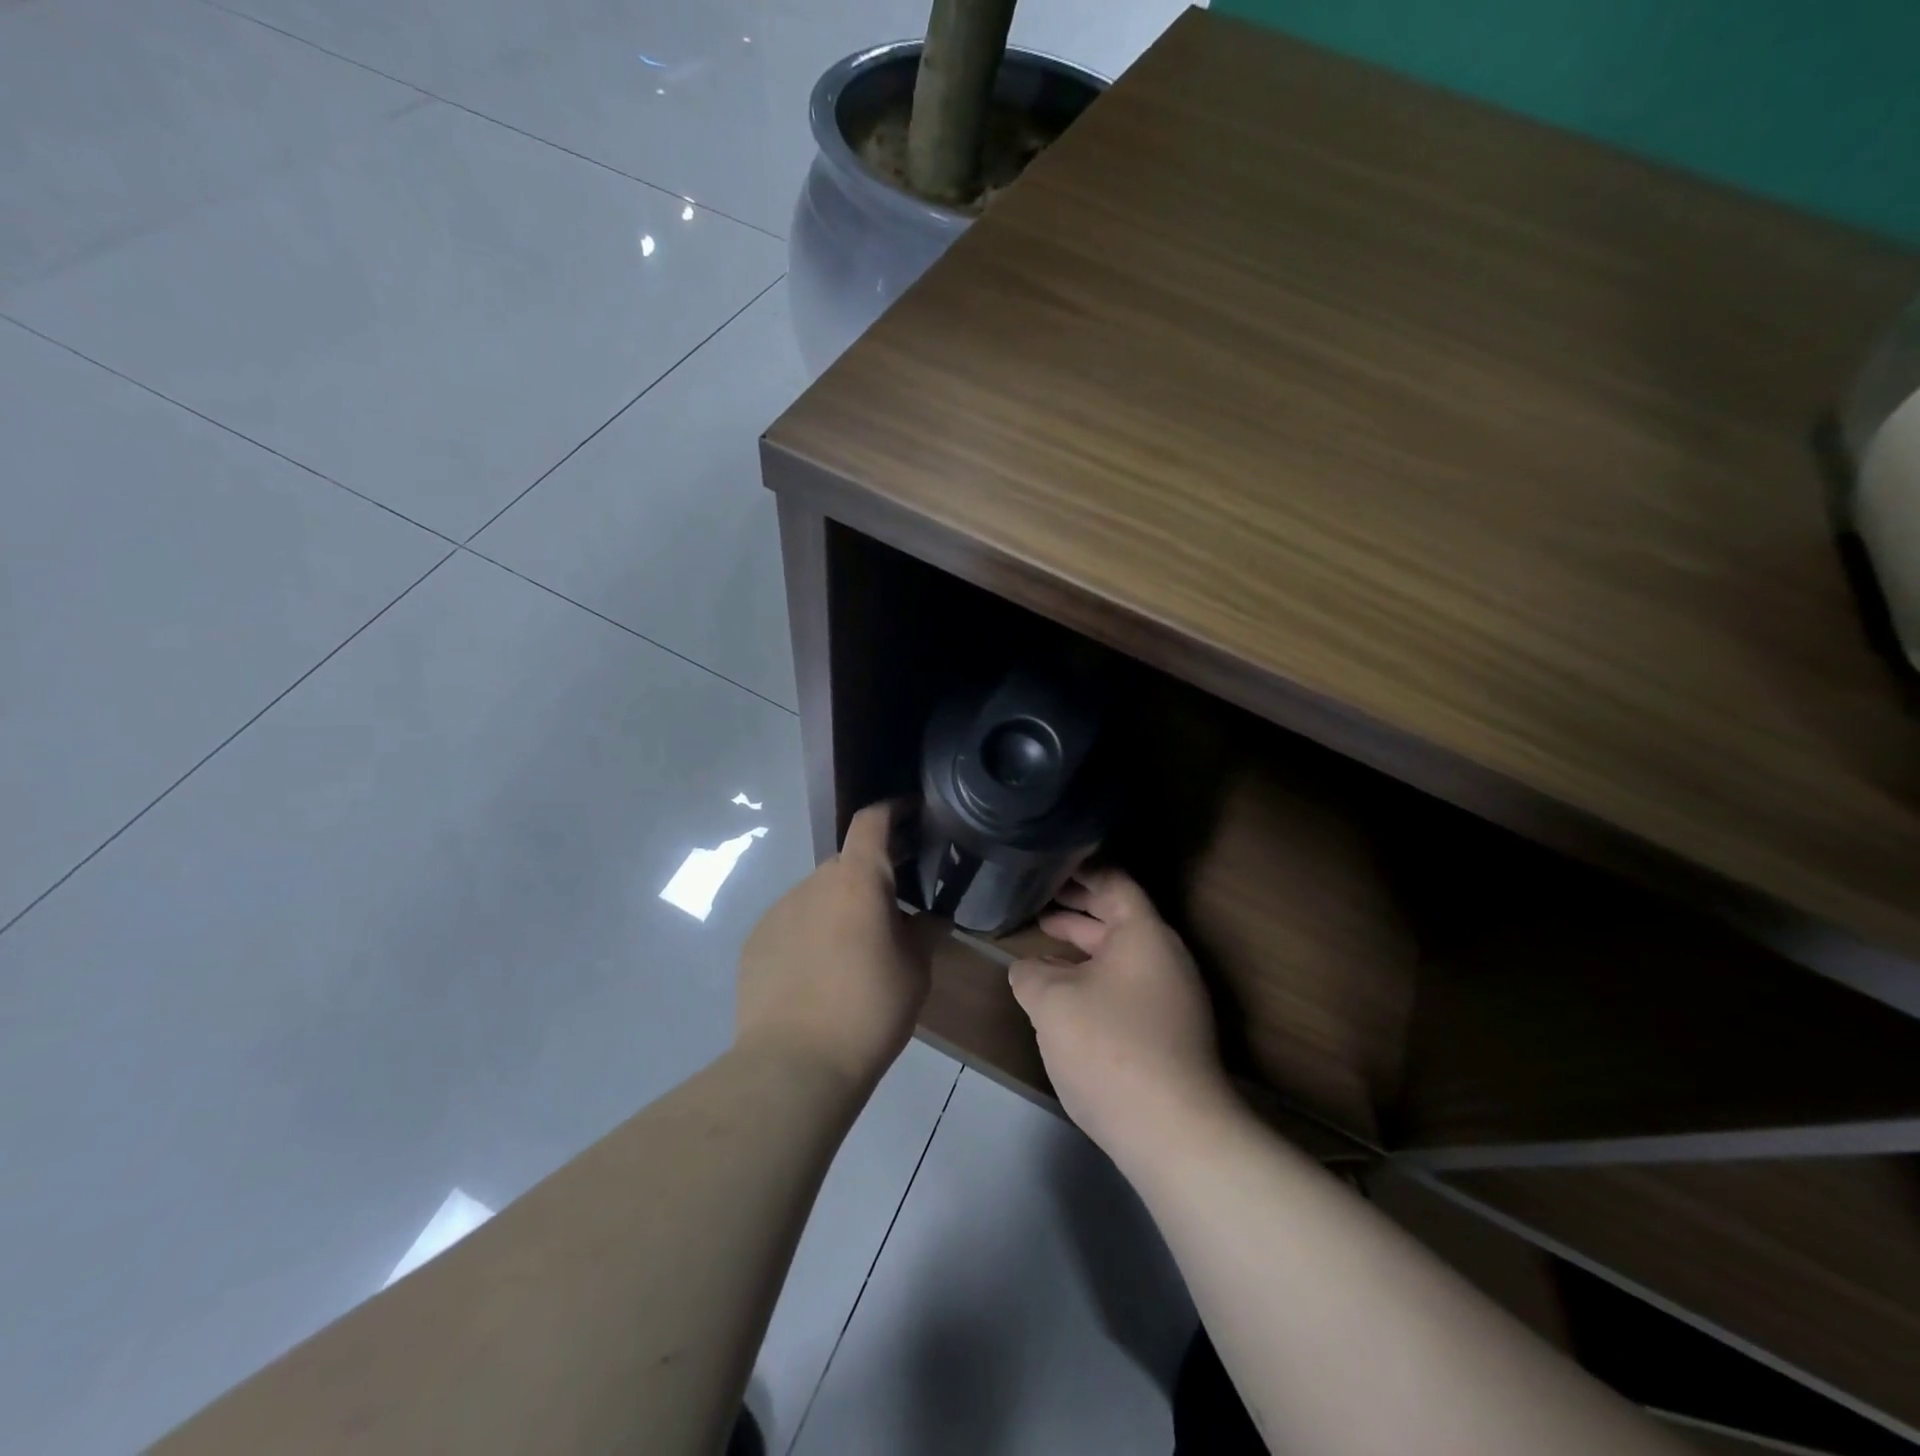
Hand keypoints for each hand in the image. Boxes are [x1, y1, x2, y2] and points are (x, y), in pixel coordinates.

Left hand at [736, 802, 932, 1092]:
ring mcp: (778, 910)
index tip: (910, 812)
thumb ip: (924, 932)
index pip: (872, 821)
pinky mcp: (755, 941)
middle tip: (890, 910)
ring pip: (817, 895)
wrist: (795, 1064)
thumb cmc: (869, 1011)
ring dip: (837, 908)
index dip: (892, 809)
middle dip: (869, 878)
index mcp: (857, 880)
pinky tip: (816, 974)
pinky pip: (791, 923)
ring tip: (851, 952)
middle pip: (846, 864)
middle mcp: (814, 883)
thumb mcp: (915, 972)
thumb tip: (929, 917)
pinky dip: (809, 933)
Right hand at [1010, 869, 1234, 1168]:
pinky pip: (1126, 985)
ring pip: (1120, 954)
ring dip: (1082, 946)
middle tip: (1036, 900)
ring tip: (1042, 943)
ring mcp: (1171, 996)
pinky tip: (1064, 995)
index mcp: (1143, 933)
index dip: (1080, 870)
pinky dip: (1093, 977)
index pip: (1113, 882)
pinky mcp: (1168, 1031)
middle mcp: (1164, 956)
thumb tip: (1026, 969)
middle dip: (1076, 908)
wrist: (1173, 1132)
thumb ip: (1030, 973)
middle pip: (1118, 917)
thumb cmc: (1109, 1047)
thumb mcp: (1052, 1001)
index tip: (1048, 864)